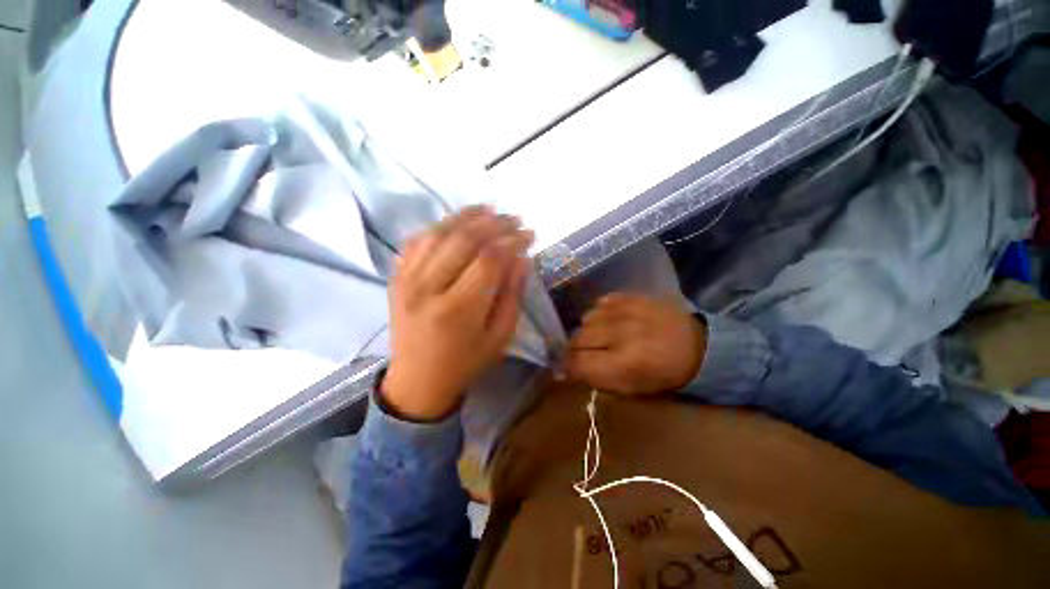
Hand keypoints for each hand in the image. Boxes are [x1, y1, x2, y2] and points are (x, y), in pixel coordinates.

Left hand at [382, 206, 533, 420]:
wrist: (417, 382)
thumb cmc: (465, 363)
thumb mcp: (500, 337)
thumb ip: (512, 295)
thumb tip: (522, 258)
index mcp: (458, 310)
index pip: (489, 259)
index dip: (512, 241)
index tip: (529, 234)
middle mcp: (428, 288)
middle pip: (464, 239)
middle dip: (495, 223)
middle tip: (515, 218)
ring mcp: (407, 279)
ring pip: (439, 232)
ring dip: (467, 216)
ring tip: (490, 210)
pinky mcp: (397, 277)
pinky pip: (418, 240)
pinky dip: (440, 225)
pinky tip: (458, 221)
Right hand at [564, 294, 706, 395]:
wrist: (697, 346)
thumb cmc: (664, 374)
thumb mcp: (631, 389)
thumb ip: (596, 380)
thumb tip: (565, 372)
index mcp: (624, 363)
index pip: (577, 362)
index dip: (567, 366)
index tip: (567, 368)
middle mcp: (621, 333)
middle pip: (578, 338)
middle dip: (577, 349)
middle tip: (586, 353)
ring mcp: (625, 311)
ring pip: (586, 319)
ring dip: (588, 330)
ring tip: (601, 336)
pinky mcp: (630, 296)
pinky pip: (599, 303)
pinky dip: (599, 314)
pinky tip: (610, 321)